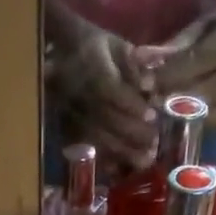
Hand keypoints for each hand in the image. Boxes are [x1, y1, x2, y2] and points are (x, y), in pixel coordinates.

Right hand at [47, 25, 158, 173]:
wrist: (61, 52)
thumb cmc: (97, 47)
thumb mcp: (117, 45)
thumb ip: (134, 64)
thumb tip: (149, 85)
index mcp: (90, 66)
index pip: (110, 89)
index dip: (131, 105)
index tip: (152, 116)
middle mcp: (78, 92)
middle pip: (105, 118)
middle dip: (132, 133)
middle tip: (154, 143)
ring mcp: (70, 112)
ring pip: (96, 135)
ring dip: (121, 151)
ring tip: (143, 160)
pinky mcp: (66, 127)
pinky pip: (85, 147)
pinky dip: (102, 159)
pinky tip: (119, 169)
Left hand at [144, 4, 215, 129]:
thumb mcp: (200, 25)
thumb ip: (176, 45)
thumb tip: (142, 60)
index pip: (207, 54)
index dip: (176, 71)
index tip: (148, 81)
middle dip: (182, 96)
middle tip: (153, 102)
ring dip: (191, 115)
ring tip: (162, 115)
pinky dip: (201, 124)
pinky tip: (179, 123)